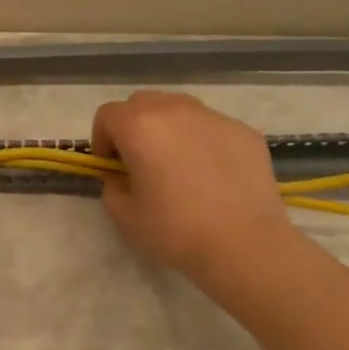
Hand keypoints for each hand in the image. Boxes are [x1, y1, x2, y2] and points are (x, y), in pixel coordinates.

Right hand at [91, 91, 304, 290]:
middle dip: (134, 127)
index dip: (102, 139)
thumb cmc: (176, 230)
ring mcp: (213, 117)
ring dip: (168, 128)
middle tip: (141, 161)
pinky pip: (211, 127)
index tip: (112, 166)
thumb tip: (121, 177)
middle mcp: (174, 110)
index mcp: (139, 126)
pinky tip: (213, 175)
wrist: (246, 246)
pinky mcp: (244, 131)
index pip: (107, 115)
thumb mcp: (124, 216)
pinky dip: (203, 141)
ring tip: (179, 164)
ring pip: (179, 109)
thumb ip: (112, 187)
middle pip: (142, 104)